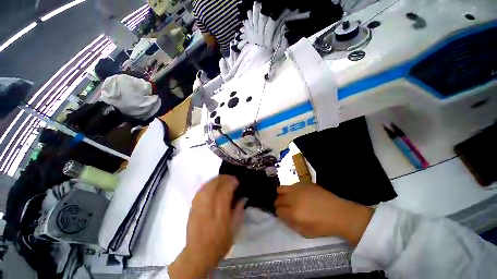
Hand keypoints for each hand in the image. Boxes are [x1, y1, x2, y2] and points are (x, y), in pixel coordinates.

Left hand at [168, 175, 245, 278]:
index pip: (226, 188)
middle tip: (231, 179)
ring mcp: (199, 203)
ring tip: (223, 181)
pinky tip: (213, 185)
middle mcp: (209, 203)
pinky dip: (208, 184)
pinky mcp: (193, 205)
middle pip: (216, 182)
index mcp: (220, 210)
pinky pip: (201, 189)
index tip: (237, 181)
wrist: (198, 253)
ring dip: (217, 179)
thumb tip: (243, 197)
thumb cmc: (220, 242)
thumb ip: (239, 210)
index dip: (232, 181)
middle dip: (225, 178)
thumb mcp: (234, 228)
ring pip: (208, 184)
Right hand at [274, 182, 373, 245]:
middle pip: (278, 199)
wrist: (338, 213)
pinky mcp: (303, 183)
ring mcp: (298, 189)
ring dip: (281, 195)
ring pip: (280, 189)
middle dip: (279, 204)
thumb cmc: (323, 226)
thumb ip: (290, 224)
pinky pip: (291, 186)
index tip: (282, 214)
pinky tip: (297, 195)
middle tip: (284, 207)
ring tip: (287, 199)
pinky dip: (291, 190)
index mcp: (294, 214)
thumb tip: (282, 216)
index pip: (278, 211)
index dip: (279, 213)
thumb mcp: (305, 233)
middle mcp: (293, 199)